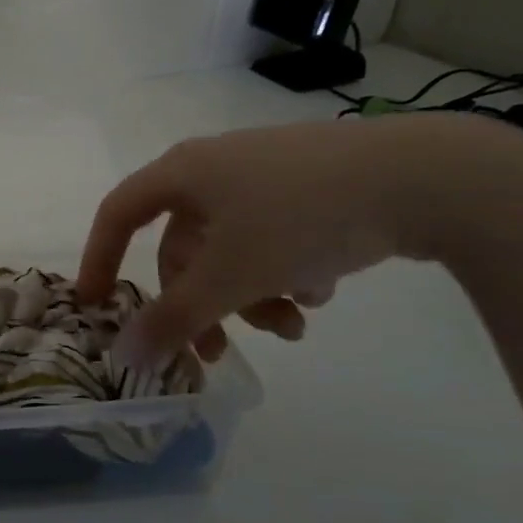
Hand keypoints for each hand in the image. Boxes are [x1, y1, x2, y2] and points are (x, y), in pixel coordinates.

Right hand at [79, 115, 472, 364]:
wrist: (425, 177)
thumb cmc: (301, 217)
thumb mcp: (230, 275)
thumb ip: (173, 318)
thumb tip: (123, 355)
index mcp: (183, 173)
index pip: (117, 215)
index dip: (99, 259)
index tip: (97, 305)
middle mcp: (215, 168)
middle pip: (184, 246)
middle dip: (202, 302)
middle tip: (218, 351)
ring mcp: (265, 174)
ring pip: (231, 248)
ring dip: (249, 296)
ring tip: (294, 325)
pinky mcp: (310, 185)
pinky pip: (272, 237)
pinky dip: (283, 272)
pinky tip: (320, 290)